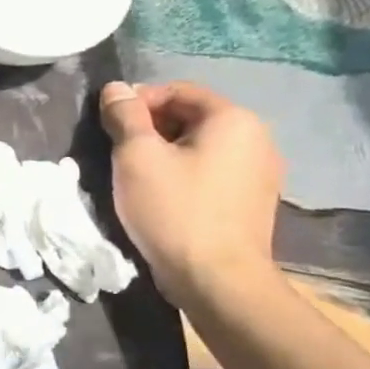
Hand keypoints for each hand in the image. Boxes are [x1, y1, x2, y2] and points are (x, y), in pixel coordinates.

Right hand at [99, 80, 283, 307]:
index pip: (177, 90)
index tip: (109, 127)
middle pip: (191, 117)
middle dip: (150, 128)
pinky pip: (212, 172)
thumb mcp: (136, 157)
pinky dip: (184, 174)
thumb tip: (116, 88)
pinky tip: (162, 197)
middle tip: (117, 152)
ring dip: (165, 153)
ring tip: (135, 176)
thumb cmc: (173, 210)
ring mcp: (260, 172)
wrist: (217, 279)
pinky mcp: (253, 201)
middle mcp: (257, 138)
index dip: (137, 102)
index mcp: (233, 119)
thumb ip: (124, 116)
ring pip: (200, 146)